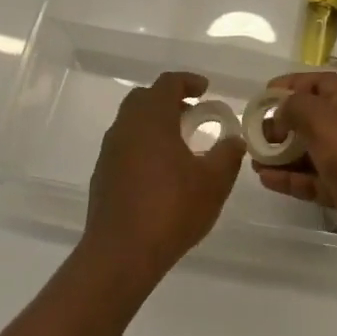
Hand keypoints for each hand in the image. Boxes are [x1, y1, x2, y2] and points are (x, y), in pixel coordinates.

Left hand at [83, 72, 245, 280]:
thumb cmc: (171, 209)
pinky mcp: (103, 176)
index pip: (167, 84)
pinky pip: (125, 147)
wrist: (121, 254)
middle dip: (169, 99)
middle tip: (193, 113)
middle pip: (144, 99)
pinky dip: (144, 146)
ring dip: (155, 124)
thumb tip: (234, 140)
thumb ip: (227, 155)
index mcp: (151, 119)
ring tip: (181, 143)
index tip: (205, 89)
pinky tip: (162, 171)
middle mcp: (125, 128)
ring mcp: (109, 153)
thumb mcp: (214, 182)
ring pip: (131, 123)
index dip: (188, 81)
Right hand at [253, 71, 336, 271]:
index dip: (290, 85)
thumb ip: (296, 108)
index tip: (261, 96)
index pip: (319, 83)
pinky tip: (267, 180)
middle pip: (315, 118)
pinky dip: (292, 179)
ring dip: (283, 154)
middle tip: (254, 135)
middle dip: (283, 124)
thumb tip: (281, 110)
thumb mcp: (323, 119)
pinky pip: (316, 181)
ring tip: (253, 160)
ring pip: (313, 152)